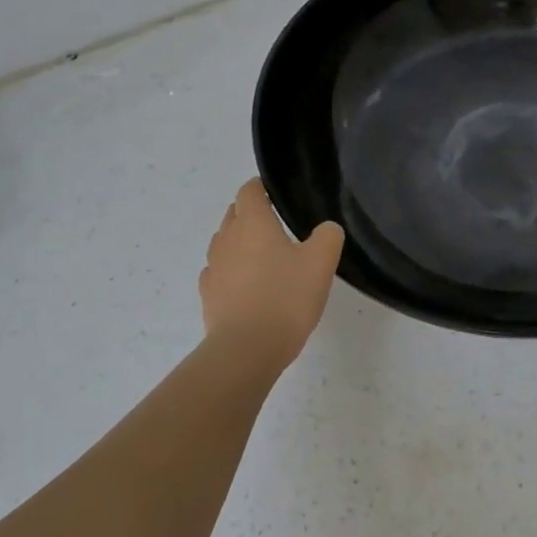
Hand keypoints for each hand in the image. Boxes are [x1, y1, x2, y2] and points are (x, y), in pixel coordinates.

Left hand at [200, 179, 343, 365]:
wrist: (247, 349)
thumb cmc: (286, 297)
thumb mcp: (321, 262)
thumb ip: (327, 236)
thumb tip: (325, 229)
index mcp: (253, 223)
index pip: (249, 191)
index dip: (261, 187)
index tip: (277, 193)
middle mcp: (227, 239)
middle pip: (234, 214)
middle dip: (251, 213)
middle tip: (278, 224)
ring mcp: (213, 268)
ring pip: (224, 243)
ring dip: (240, 242)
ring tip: (264, 255)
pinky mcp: (209, 296)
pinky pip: (219, 272)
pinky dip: (232, 271)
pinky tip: (248, 284)